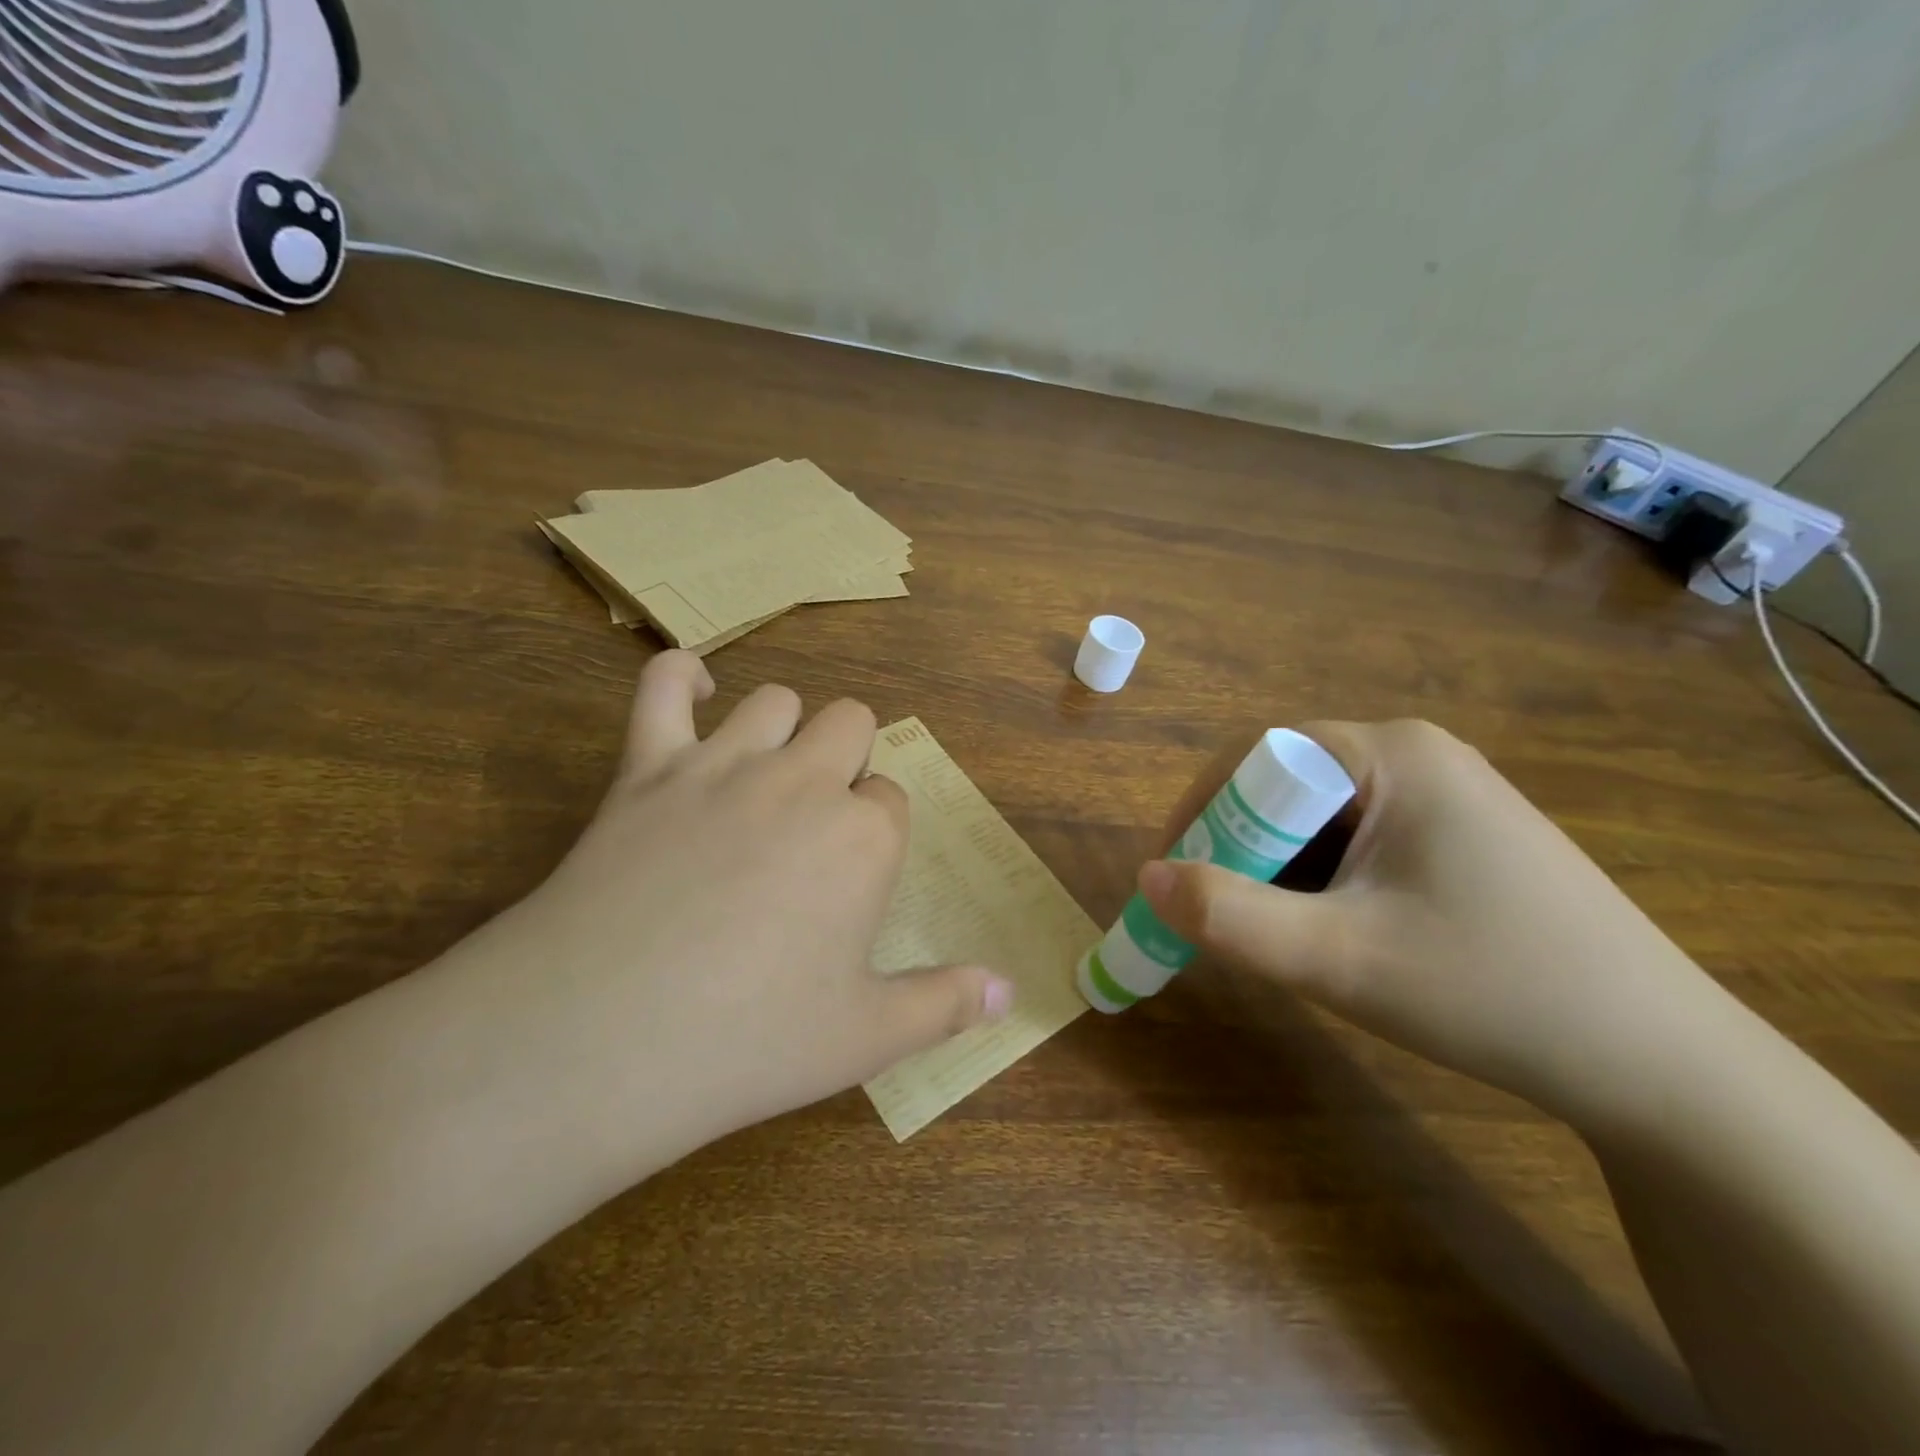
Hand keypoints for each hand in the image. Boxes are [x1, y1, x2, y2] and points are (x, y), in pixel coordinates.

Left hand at [449, 651, 1011, 1164]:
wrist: (600, 1036)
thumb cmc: (749, 1040)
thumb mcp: (865, 1036)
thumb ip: (945, 1005)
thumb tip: (1010, 991)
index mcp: (863, 836)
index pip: (891, 798)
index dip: (877, 829)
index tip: (855, 874)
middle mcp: (803, 782)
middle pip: (850, 723)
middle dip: (848, 758)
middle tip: (820, 822)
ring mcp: (723, 766)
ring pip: (777, 700)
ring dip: (786, 728)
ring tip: (769, 778)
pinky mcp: (647, 768)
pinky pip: (662, 690)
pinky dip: (681, 679)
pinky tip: (694, 691)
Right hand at [1137, 720, 1729, 1128]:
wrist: (1665, 1068)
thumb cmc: (1492, 992)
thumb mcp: (1338, 959)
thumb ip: (1227, 916)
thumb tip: (1146, 878)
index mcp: (1392, 753)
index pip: (1258, 756)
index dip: (1204, 812)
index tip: (1176, 877)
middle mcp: (1419, 755)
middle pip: (1288, 786)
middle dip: (1240, 849)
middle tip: (1220, 917)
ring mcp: (1448, 794)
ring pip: (1322, 818)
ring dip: (1281, 871)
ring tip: (1279, 936)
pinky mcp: (1463, 836)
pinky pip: (1362, 840)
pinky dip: (1325, 881)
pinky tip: (1338, 934)